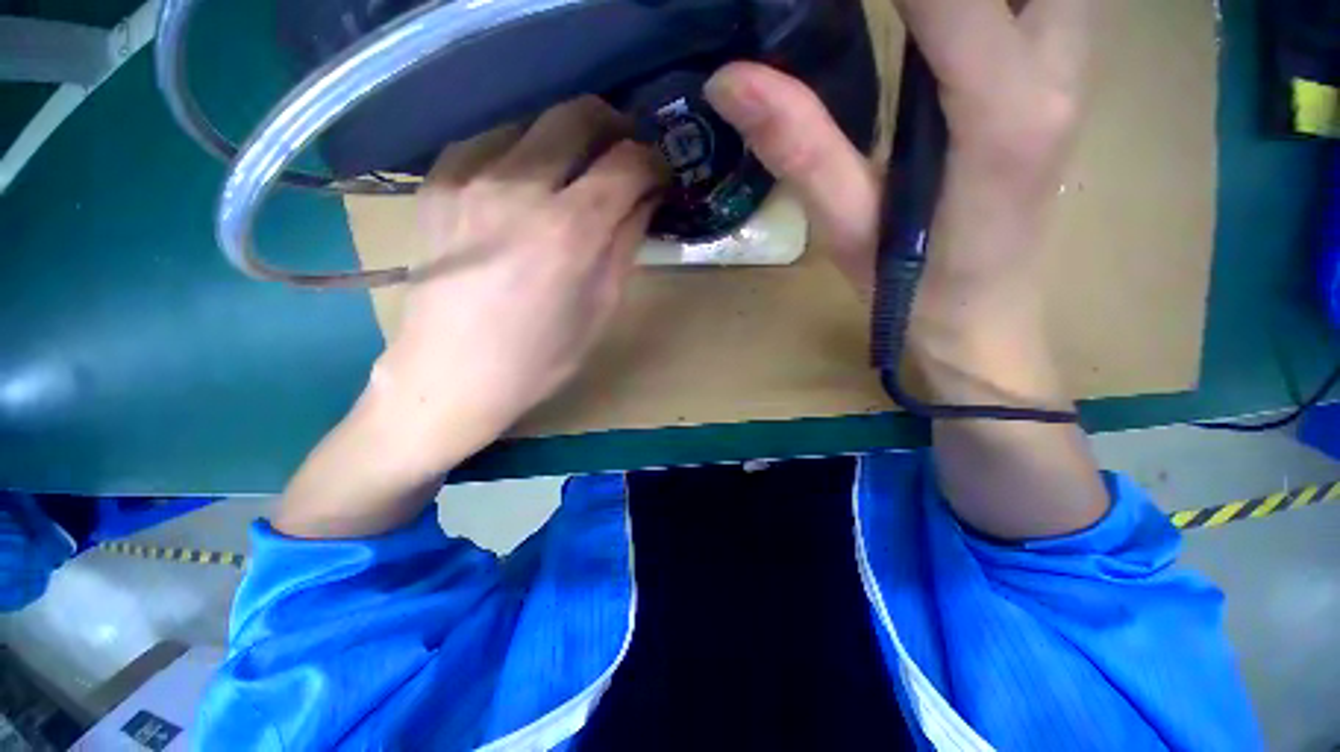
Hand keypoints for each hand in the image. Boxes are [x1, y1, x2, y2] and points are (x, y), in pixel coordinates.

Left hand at [370, 98, 665, 471]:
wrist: (451, 375)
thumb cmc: (539, 357)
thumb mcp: (601, 308)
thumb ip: (626, 245)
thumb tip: (645, 200)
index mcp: (570, 231)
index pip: (627, 163)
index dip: (653, 162)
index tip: (659, 176)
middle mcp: (519, 188)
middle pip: (578, 115)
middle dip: (613, 127)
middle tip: (623, 156)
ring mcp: (469, 177)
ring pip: (533, 120)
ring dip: (566, 139)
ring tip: (575, 172)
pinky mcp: (436, 183)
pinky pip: (490, 141)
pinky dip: (521, 151)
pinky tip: (524, 184)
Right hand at [705, 0, 1094, 403]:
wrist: (981, 320)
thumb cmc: (913, 291)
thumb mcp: (847, 228)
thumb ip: (800, 149)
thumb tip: (728, 79)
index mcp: (1002, 117)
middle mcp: (1059, 73)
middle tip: (878, 5)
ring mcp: (1070, 72)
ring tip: (898, 11)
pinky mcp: (1058, 80)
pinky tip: (936, 11)